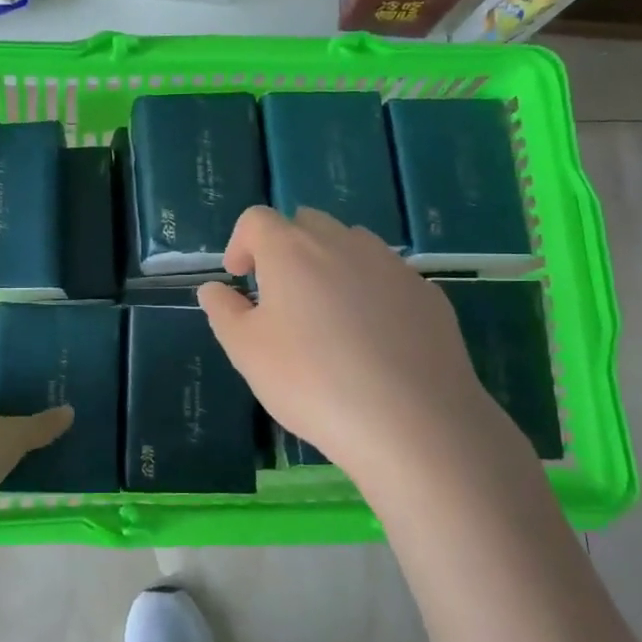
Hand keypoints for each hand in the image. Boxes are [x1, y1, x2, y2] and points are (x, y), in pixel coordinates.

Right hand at [197, 207, 535, 506]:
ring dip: (330, 265)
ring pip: (351, 245)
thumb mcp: (246, 352)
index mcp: (292, 250)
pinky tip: (372, 339)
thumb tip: (214, 289)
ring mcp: (391, 265)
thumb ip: (223, 311)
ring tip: (328, 316)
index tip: (240, 279)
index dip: (241, 243)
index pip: (257, 220)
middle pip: (306, 224)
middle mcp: (342, 243)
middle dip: (286, 249)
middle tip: (281, 297)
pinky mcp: (427, 293)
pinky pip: (387, 276)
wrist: (412, 420)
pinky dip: (369, 291)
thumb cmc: (312, 381)